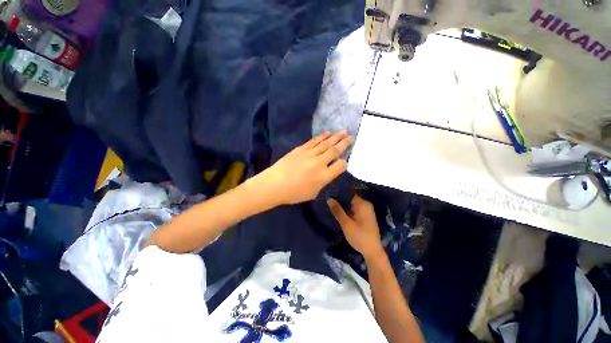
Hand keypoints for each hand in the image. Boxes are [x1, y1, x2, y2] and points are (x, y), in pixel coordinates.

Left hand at [255, 130, 352, 204]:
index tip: (344, 160)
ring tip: (344, 131)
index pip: (340, 166)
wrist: (274, 184)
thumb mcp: (313, 193)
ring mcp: (309, 154)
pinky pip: (314, 141)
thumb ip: (323, 181)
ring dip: (336, 136)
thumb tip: (328, 172)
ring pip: (326, 143)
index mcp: (323, 177)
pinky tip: (327, 133)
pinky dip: (322, 136)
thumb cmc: (294, 193)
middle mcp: (319, 163)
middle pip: (335, 150)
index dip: (344, 163)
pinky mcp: (300, 149)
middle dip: (344, 143)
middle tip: (351, 136)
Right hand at [328, 195, 383, 259]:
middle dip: (340, 199)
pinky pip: (354, 209)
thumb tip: (329, 198)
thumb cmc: (359, 237)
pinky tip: (339, 211)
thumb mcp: (346, 224)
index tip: (329, 192)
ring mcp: (367, 210)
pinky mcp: (365, 216)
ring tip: (331, 204)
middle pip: (350, 198)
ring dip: (343, 205)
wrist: (372, 252)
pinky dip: (347, 210)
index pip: (349, 193)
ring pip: (352, 204)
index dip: (339, 193)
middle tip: (328, 199)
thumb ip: (337, 210)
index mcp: (363, 204)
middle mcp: (366, 205)